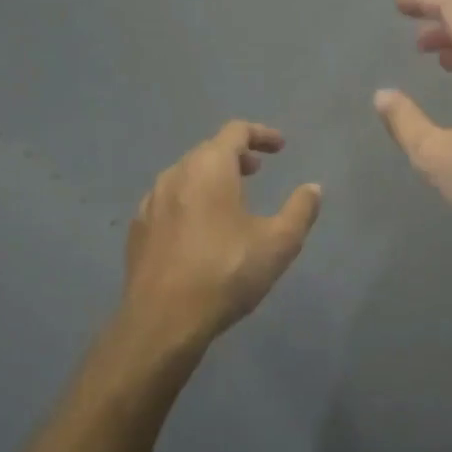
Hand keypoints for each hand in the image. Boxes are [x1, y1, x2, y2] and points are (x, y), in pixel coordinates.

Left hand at [121, 121, 322, 348]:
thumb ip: (300, 210)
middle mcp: (175, 175)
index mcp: (209, 168)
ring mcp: (150, 202)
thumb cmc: (226, 273)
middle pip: (207, 151)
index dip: (261, 134)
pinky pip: (168, 202)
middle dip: (235, 156)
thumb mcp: (279, 243)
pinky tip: (199, 229)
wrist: (163, 320)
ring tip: (230, 200)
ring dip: (211, 179)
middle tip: (257, 172)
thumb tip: (313, 188)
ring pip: (185, 176)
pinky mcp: (138, 230)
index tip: (280, 148)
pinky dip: (189, 202)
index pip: (235, 132)